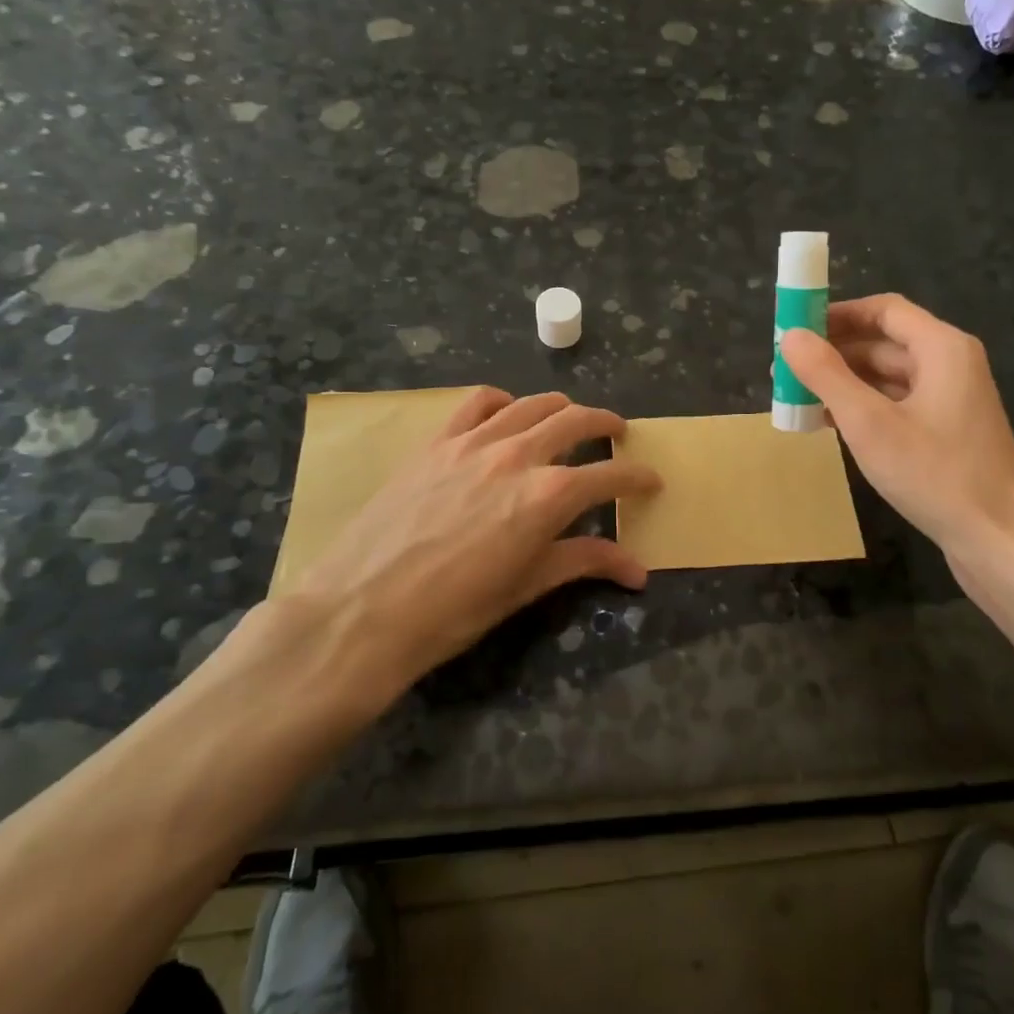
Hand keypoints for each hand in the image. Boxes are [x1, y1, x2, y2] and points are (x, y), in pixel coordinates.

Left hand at [284, 389, 659, 702]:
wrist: (362, 611)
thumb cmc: (453, 611)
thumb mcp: (526, 587)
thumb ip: (583, 562)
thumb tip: (638, 570)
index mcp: (548, 496)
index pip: (609, 476)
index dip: (637, 477)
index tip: (651, 480)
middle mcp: (517, 455)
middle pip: (576, 421)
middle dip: (606, 425)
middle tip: (617, 435)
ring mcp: (473, 442)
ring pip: (532, 404)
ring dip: (561, 408)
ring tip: (570, 419)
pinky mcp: (437, 442)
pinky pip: (478, 402)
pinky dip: (503, 402)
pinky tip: (506, 416)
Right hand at [780, 294, 1013, 566]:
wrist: (998, 539)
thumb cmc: (935, 474)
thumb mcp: (869, 423)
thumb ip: (826, 375)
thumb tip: (790, 336)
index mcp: (942, 348)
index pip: (884, 310)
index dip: (837, 314)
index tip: (795, 328)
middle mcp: (951, 364)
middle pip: (884, 342)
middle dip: (834, 353)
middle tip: (786, 370)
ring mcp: (952, 400)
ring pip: (888, 377)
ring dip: (844, 383)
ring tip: (797, 398)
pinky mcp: (948, 432)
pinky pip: (898, 404)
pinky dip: (864, 407)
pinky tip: (830, 424)